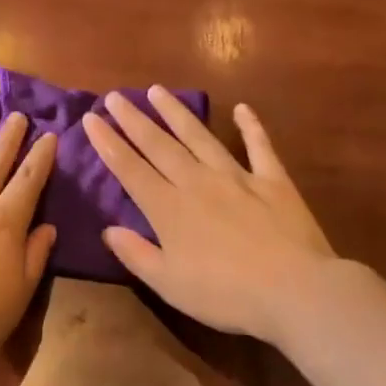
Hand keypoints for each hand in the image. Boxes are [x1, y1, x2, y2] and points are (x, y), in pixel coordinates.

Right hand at [83, 91, 339, 341]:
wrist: (294, 290)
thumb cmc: (225, 294)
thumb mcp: (169, 284)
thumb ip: (136, 254)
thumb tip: (108, 229)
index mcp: (169, 209)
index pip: (130, 169)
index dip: (108, 143)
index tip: (91, 118)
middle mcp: (197, 182)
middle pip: (159, 145)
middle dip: (133, 119)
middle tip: (115, 96)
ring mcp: (237, 177)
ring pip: (200, 137)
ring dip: (177, 112)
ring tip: (157, 90)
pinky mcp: (273, 181)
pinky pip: (259, 147)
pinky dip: (251, 126)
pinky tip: (242, 108)